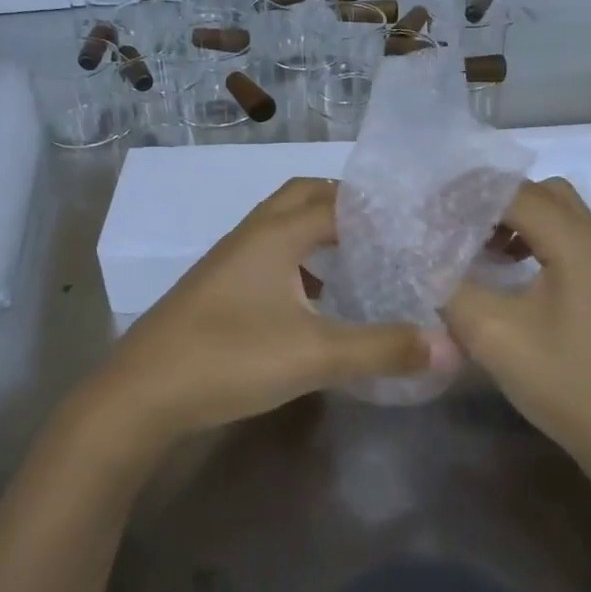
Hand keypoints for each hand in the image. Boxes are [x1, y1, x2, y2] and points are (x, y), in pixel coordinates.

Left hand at [93, 178, 459, 441]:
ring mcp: (230, 259)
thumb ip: (382, 349)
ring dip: (320, 231)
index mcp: (276, 234)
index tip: (417, 219)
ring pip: (283, 225)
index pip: (338, 200)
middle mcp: (252, 234)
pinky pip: (269, 254)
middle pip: (304, 196)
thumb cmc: (228, 359)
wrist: (140, 395)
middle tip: (389, 230)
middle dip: (347, 204)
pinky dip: (299, 260)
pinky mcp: (218, 286)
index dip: (379, 206)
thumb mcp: (314, 356)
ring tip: (361, 258)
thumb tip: (450, 347)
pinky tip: (316, 299)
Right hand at [442, 178, 590, 453]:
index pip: (513, 192)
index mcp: (575, 241)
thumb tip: (426, 258)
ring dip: (513, 218)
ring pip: (554, 213)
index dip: (466, 196)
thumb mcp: (493, 334)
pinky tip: (505, 271)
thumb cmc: (564, 380)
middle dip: (493, 200)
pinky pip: (563, 238)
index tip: (427, 212)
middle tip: (453, 223)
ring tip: (475, 246)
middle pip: (539, 192)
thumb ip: (451, 287)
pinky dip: (530, 238)